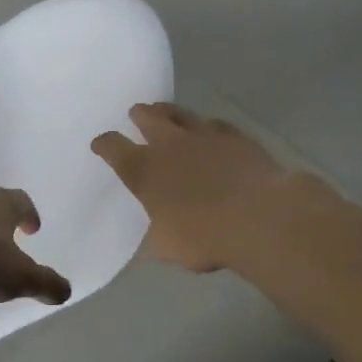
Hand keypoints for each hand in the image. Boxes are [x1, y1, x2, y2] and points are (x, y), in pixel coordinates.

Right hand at [91, 103, 292, 272]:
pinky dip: (208, 128)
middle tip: (136, 116)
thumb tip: (145, 246)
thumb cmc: (205, 236)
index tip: (100, 145)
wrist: (260, 218)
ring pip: (179, 112)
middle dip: (138, 115)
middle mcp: (167, 144)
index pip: (112, 146)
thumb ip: (153, 239)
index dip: (104, 144)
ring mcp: (202, 135)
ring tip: (167, 114)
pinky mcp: (234, 136)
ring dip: (169, 112)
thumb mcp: (167, 248)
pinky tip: (211, 134)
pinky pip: (215, 124)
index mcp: (142, 170)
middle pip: (145, 116)